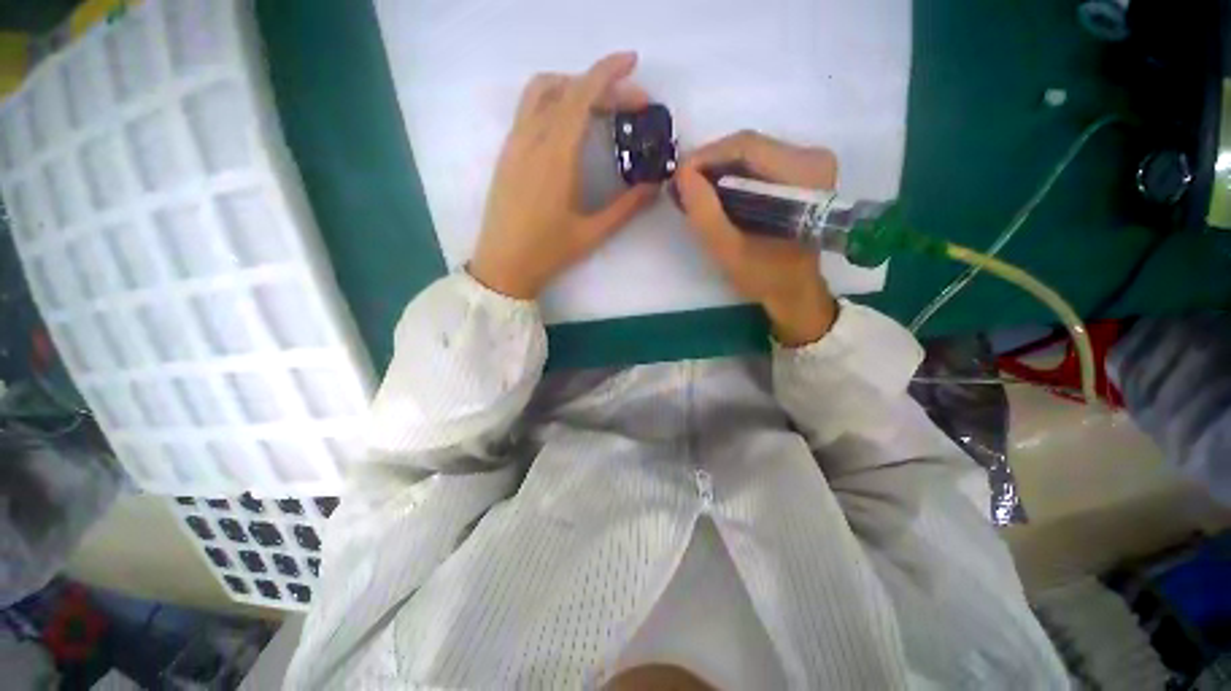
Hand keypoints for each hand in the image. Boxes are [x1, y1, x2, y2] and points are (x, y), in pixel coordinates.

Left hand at [469, 52, 659, 299]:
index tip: (633, 63)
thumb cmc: (548, 253)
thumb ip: (627, 207)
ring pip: (540, 92)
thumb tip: (655, 186)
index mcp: (556, 157)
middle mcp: (532, 140)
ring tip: (599, 104)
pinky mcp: (507, 154)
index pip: (582, 96)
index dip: (609, 72)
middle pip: (566, 88)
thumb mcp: (593, 233)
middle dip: (601, 84)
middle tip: (629, 103)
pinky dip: (553, 101)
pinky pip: (528, 110)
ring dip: (572, 86)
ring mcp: (515, 144)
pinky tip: (570, 125)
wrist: (503, 266)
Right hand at [675, 131, 839, 345]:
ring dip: (718, 170)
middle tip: (683, 188)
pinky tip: (715, 195)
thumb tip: (682, 174)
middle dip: (709, 165)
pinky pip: (758, 163)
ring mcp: (809, 163)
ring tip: (695, 194)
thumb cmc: (765, 277)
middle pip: (749, 146)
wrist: (795, 291)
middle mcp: (813, 158)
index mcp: (803, 176)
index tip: (678, 178)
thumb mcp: (729, 251)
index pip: (746, 147)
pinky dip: (731, 177)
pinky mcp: (801, 172)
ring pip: (751, 153)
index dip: (705, 157)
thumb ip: (705, 214)